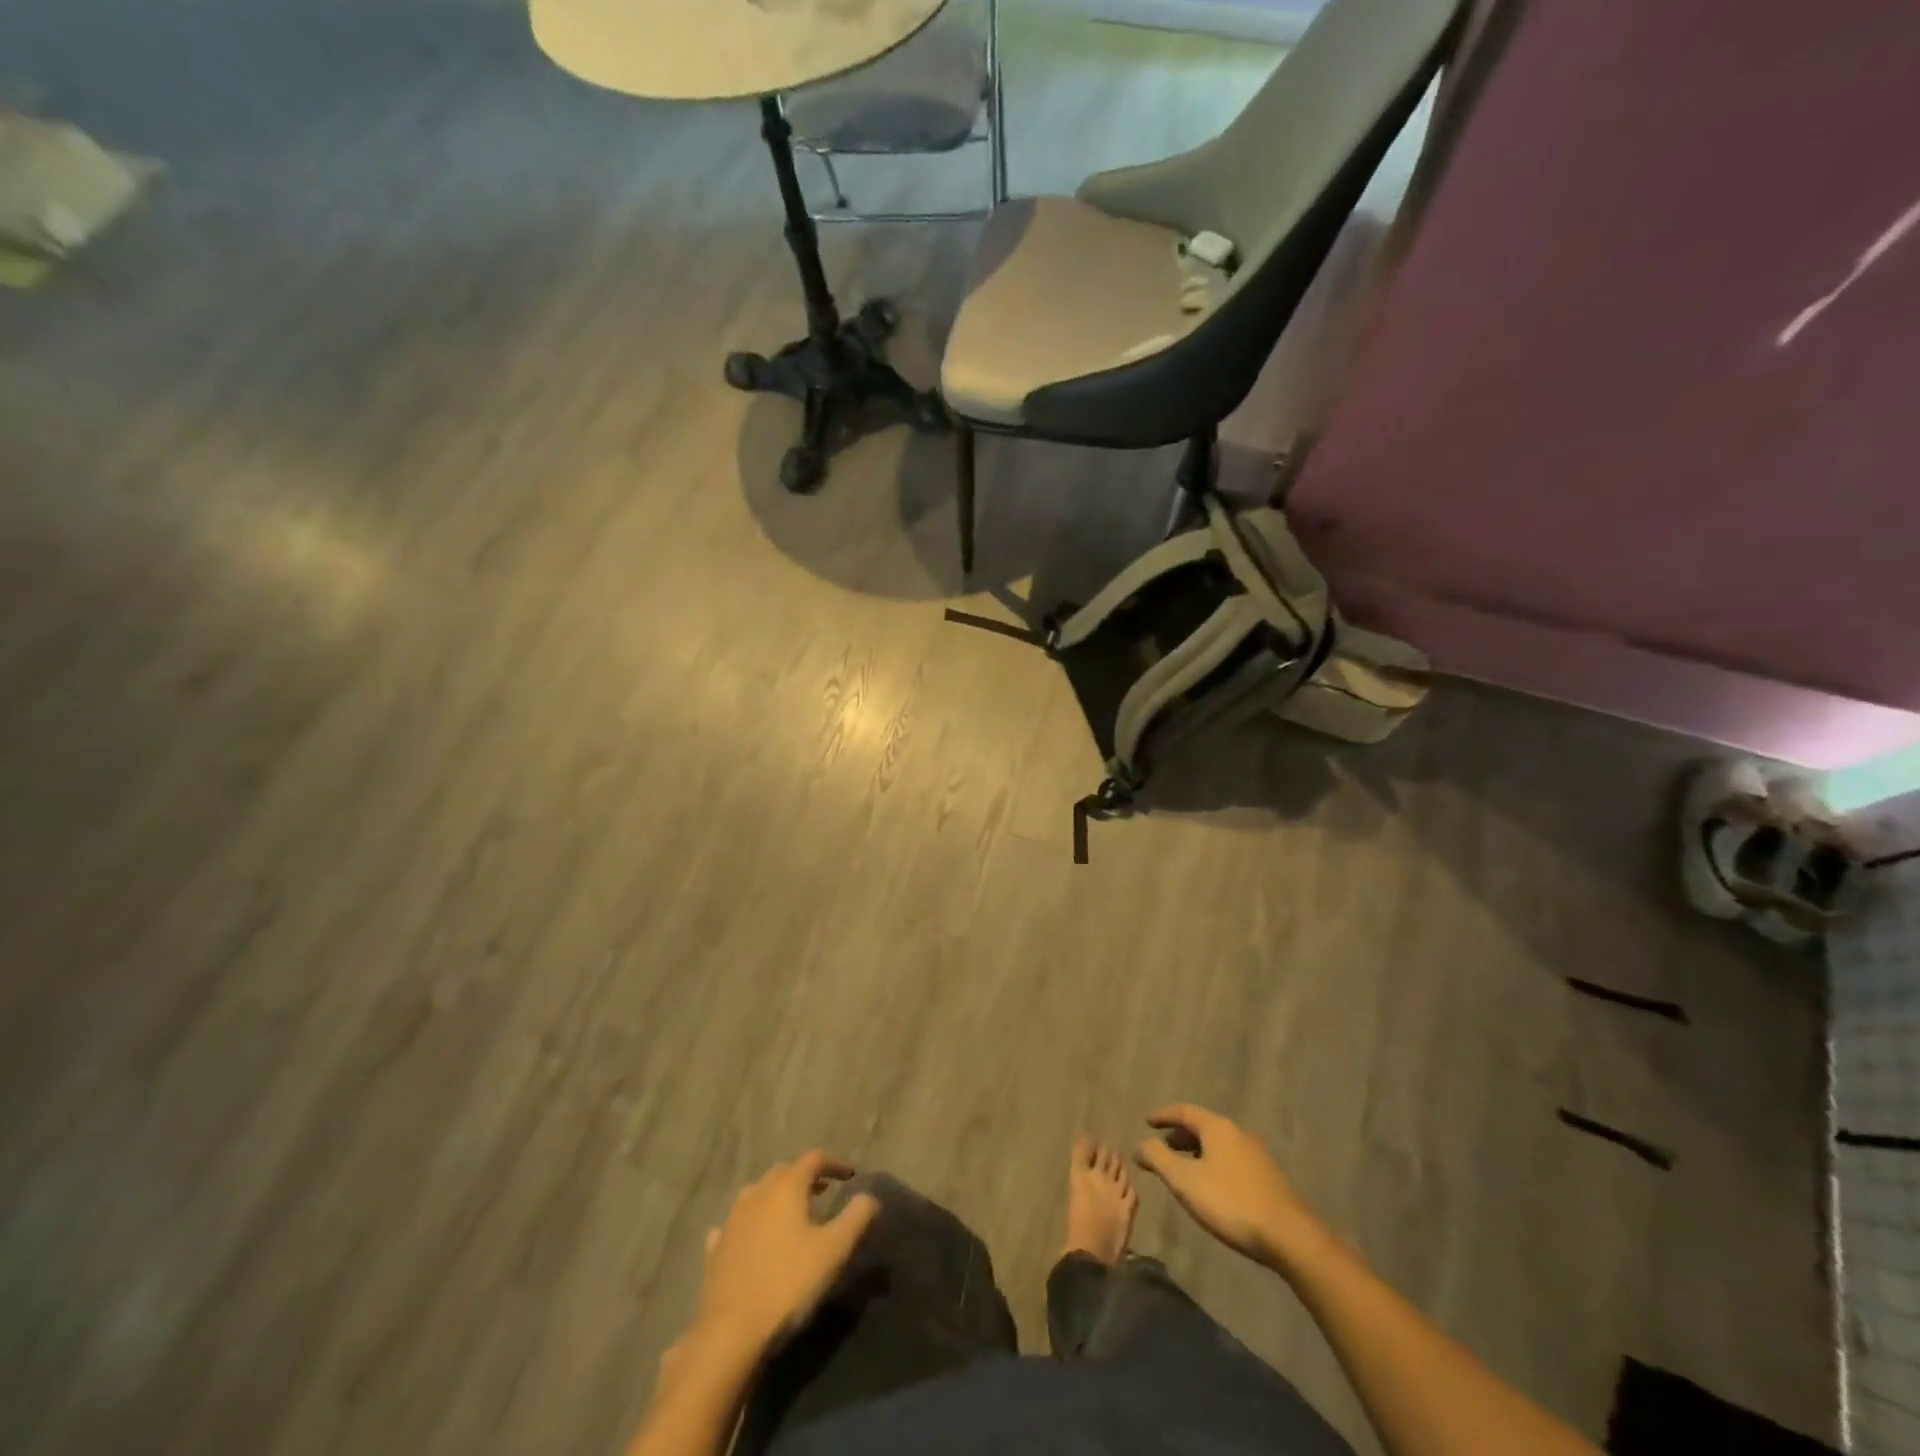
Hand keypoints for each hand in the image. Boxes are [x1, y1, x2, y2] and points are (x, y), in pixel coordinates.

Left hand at [690, 1152, 879, 1357]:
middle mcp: (757, 1193)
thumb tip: (870, 1196)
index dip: (835, 1163)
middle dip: (805, 1177)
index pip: (814, 1159)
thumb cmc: (788, 1284)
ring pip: (757, 1193)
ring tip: (791, 1213)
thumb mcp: (834, 1250)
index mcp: (786, 1187)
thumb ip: (856, 1218)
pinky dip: (749, 1223)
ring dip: (776, 1196)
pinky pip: (735, 1224)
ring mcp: (732, 1220)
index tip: (851, 1176)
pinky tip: (751, 1237)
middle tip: (824, 1192)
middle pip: (784, 1172)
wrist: (730, 1333)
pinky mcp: (716, 1249)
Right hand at [1135, 1104, 1320, 1266]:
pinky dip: (1214, 1163)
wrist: (1289, 1236)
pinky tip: (1212, 1186)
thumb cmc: (1231, 1203)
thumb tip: (1140, 1144)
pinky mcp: (1268, 1177)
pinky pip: (1232, 1159)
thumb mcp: (1185, 1182)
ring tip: (1184, 1168)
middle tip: (1163, 1146)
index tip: (1147, 1122)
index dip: (1163, 1115)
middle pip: (1203, 1126)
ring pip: (1219, 1144)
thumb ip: (1159, 1159)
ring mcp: (1256, 1154)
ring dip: (1197, 1151)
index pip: (1184, 1111)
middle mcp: (1238, 1133)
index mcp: (1217, 1128)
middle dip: (1180, 1135)